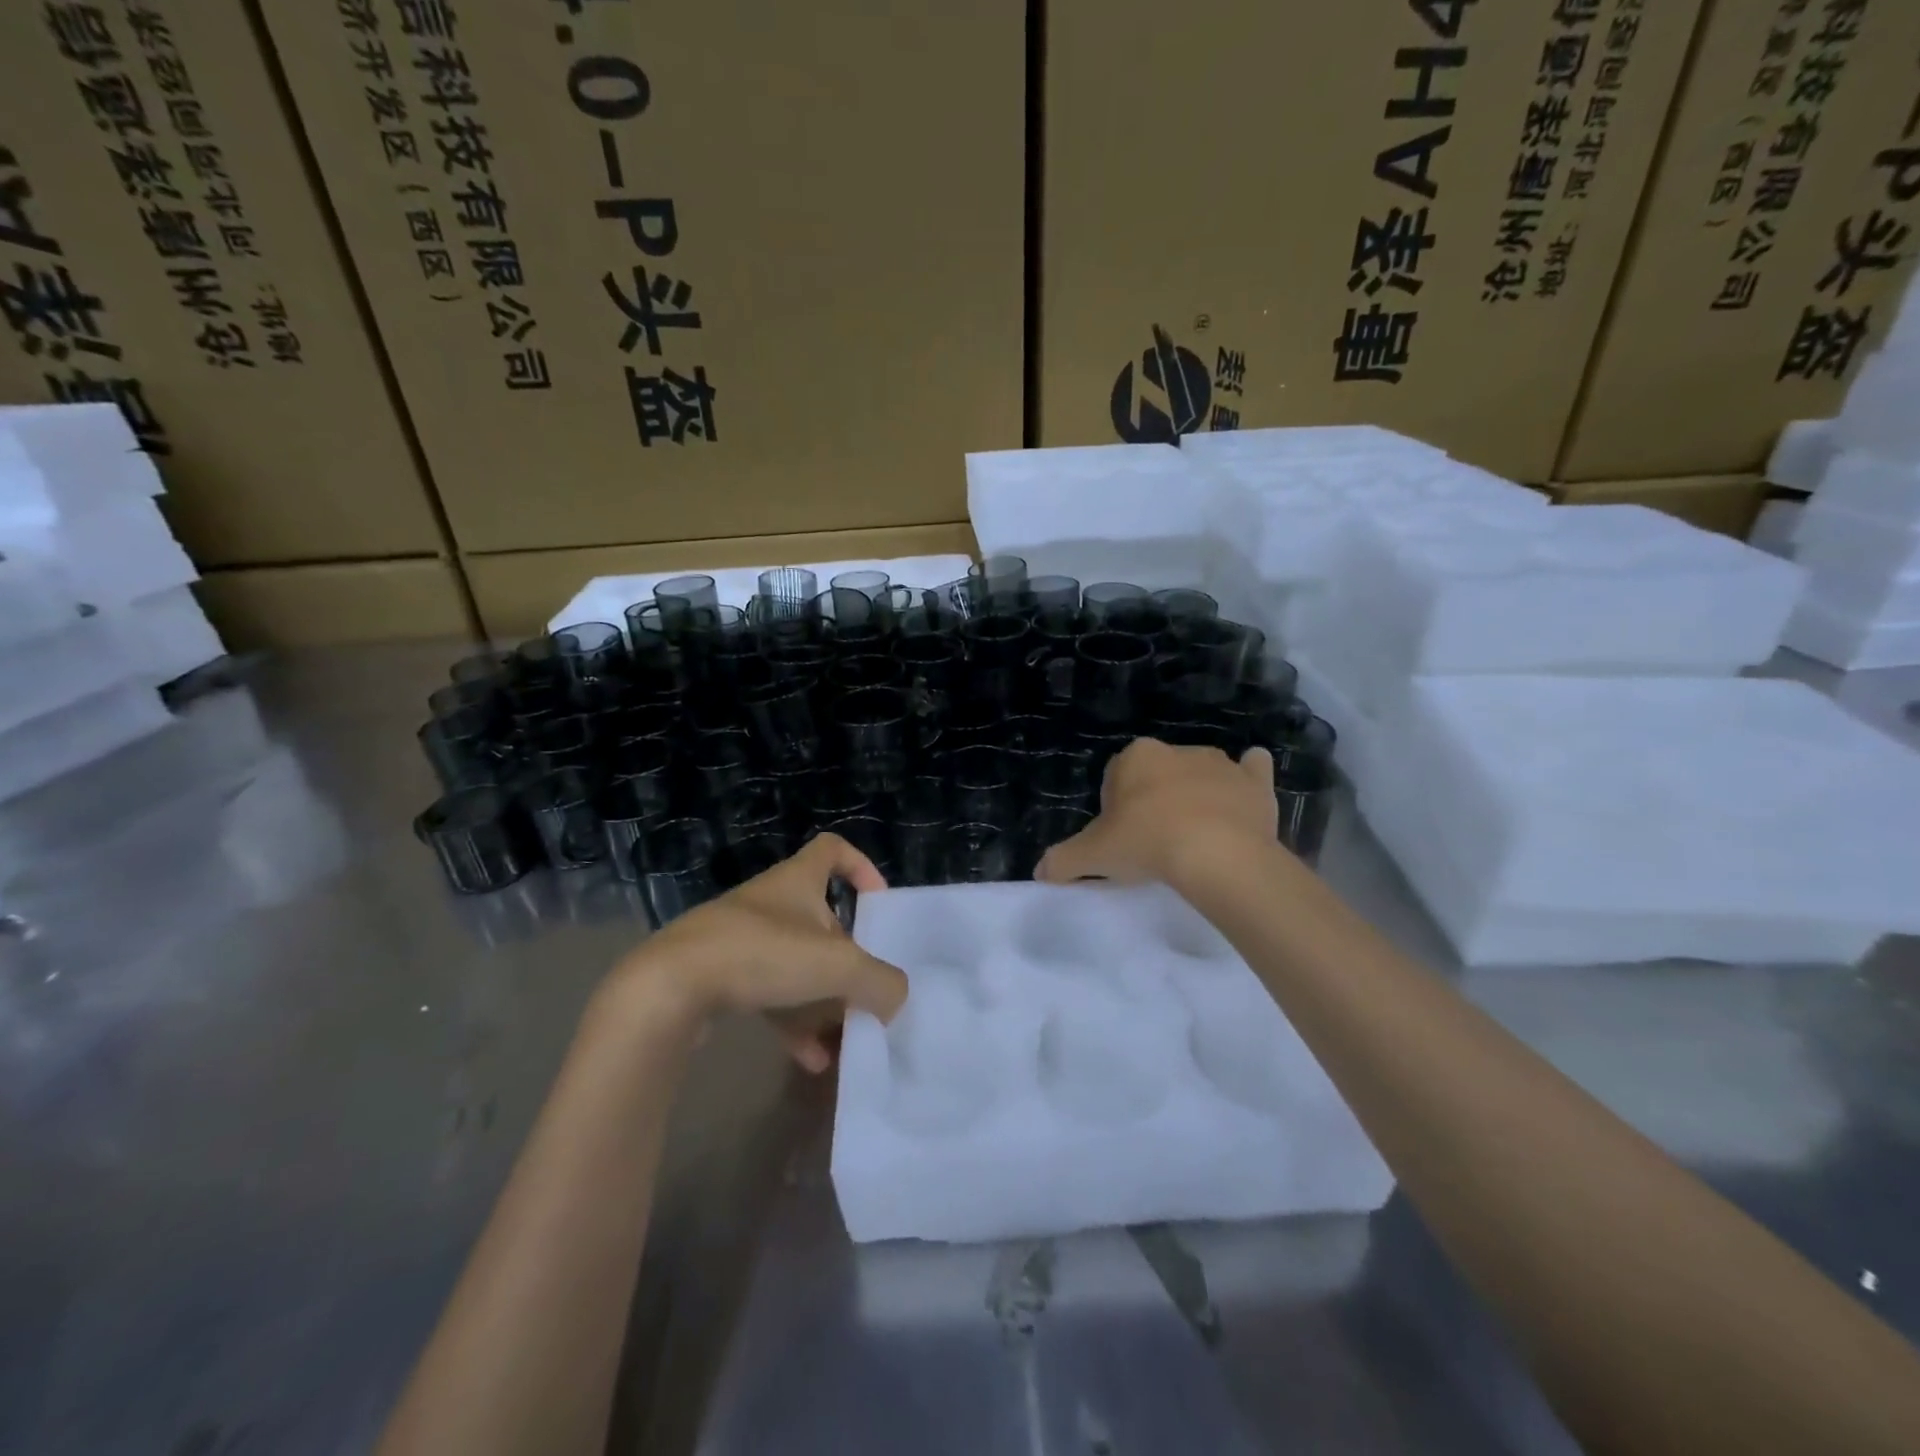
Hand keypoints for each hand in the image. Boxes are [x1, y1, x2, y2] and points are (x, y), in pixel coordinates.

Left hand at [611, 833, 908, 1071]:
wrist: (667, 988)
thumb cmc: (761, 954)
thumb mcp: (837, 966)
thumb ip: (880, 981)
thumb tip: (899, 997)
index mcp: (797, 881)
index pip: (832, 850)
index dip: (860, 867)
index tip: (878, 902)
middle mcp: (771, 903)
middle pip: (821, 920)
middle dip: (846, 956)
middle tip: (866, 989)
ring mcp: (742, 940)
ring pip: (796, 963)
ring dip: (823, 999)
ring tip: (845, 1038)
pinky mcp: (720, 976)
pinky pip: (769, 994)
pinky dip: (793, 1023)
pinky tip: (810, 1060)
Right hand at [1037, 739, 1277, 885]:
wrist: (1217, 855)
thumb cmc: (1148, 844)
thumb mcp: (1092, 856)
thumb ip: (1062, 862)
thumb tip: (1041, 872)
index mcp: (1136, 758)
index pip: (1117, 778)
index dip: (1117, 809)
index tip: (1123, 839)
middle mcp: (1177, 751)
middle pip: (1158, 776)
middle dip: (1155, 800)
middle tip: (1155, 843)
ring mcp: (1220, 763)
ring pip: (1201, 775)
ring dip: (1196, 796)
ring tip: (1196, 839)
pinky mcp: (1255, 781)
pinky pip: (1252, 770)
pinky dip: (1248, 778)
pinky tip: (1243, 799)